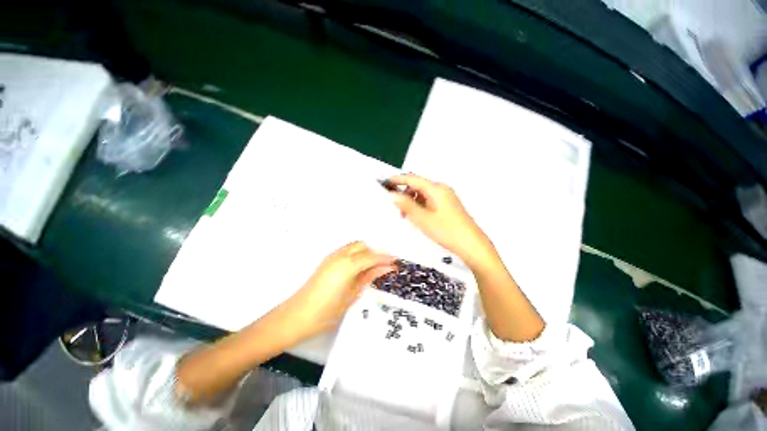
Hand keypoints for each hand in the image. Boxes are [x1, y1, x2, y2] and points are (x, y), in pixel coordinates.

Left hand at [284, 242, 395, 339]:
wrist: (297, 316)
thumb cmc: (327, 312)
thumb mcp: (352, 295)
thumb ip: (369, 277)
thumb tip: (386, 267)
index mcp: (347, 265)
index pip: (371, 256)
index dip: (385, 258)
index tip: (396, 261)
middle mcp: (339, 255)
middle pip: (362, 246)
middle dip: (375, 253)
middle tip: (384, 265)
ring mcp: (331, 257)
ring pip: (354, 246)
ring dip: (365, 252)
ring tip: (373, 267)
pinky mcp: (327, 261)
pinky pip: (346, 251)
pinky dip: (356, 255)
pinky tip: (359, 268)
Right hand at [388, 174, 494, 267]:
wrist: (471, 244)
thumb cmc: (446, 230)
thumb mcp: (422, 218)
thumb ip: (406, 205)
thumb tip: (392, 195)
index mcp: (436, 189)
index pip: (413, 179)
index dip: (399, 179)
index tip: (386, 181)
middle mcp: (442, 189)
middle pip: (419, 186)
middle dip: (405, 193)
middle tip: (396, 206)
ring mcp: (447, 197)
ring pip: (424, 194)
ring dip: (413, 201)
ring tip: (406, 215)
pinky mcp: (449, 205)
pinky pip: (430, 200)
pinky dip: (421, 205)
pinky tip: (418, 216)